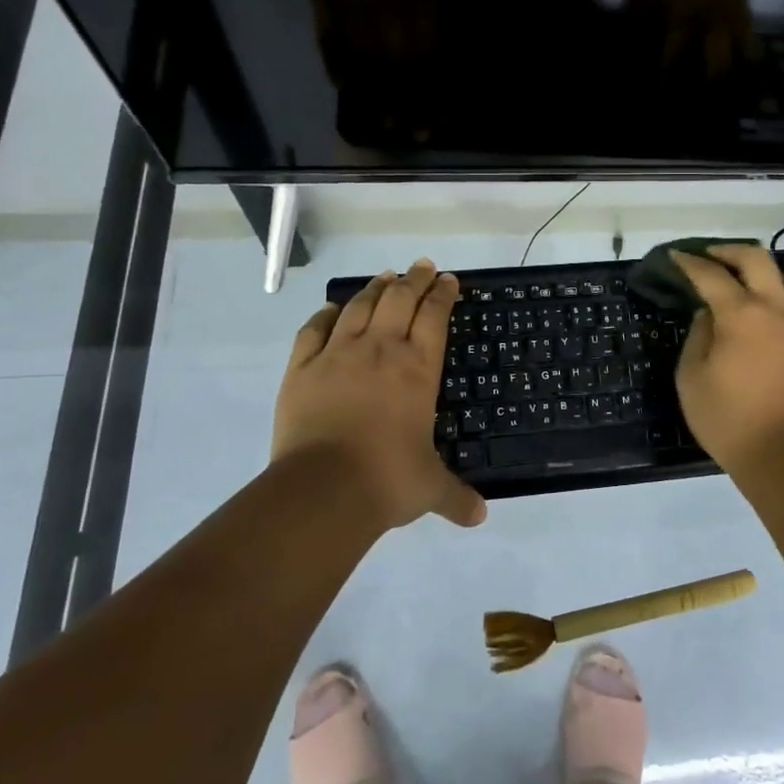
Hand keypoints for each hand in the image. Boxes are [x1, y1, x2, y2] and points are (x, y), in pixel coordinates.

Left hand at [274, 259, 486, 530]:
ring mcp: (338, 354)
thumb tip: (480, 517)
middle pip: (400, 299)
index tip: (448, 279)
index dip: (442, 294)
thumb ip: (456, 497)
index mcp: (417, 369)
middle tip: (422, 266)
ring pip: (360, 305)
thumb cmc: (387, 480)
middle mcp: (380, 350)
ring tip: (385, 276)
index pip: (434, 316)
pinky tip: (333, 308)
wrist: (323, 489)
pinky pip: (315, 329)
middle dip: (414, 279)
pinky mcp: (302, 367)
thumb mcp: (430, 489)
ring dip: (376, 287)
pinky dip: (326, 314)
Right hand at [672, 244, 783, 481]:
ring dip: (769, 273)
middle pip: (757, 258)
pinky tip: (774, 318)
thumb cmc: (730, 420)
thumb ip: (698, 337)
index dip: (690, 262)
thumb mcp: (692, 379)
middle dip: (729, 251)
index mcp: (740, 314)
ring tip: (752, 285)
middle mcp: (776, 309)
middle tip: (711, 257)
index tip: (677, 255)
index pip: (710, 274)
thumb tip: (708, 315)